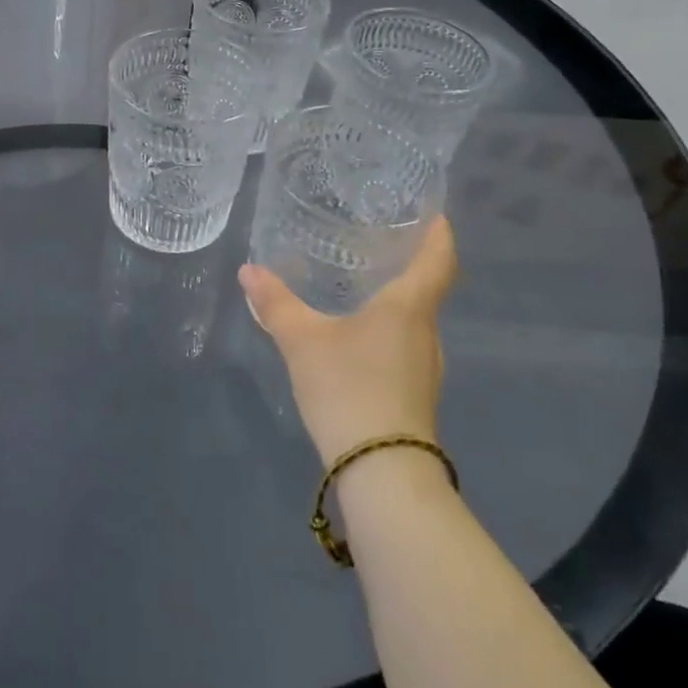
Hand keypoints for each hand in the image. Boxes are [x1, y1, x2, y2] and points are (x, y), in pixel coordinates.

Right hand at [238, 218, 457, 465]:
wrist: (382, 474)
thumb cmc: (349, 389)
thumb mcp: (303, 342)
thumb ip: (276, 304)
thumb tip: (248, 269)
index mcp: (409, 308)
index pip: (438, 260)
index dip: (439, 234)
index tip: (434, 213)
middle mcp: (426, 333)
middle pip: (428, 289)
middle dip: (409, 264)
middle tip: (378, 241)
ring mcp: (425, 368)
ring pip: (415, 321)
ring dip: (397, 300)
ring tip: (363, 282)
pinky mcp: (415, 395)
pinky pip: (405, 346)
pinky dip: (388, 329)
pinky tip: (359, 334)